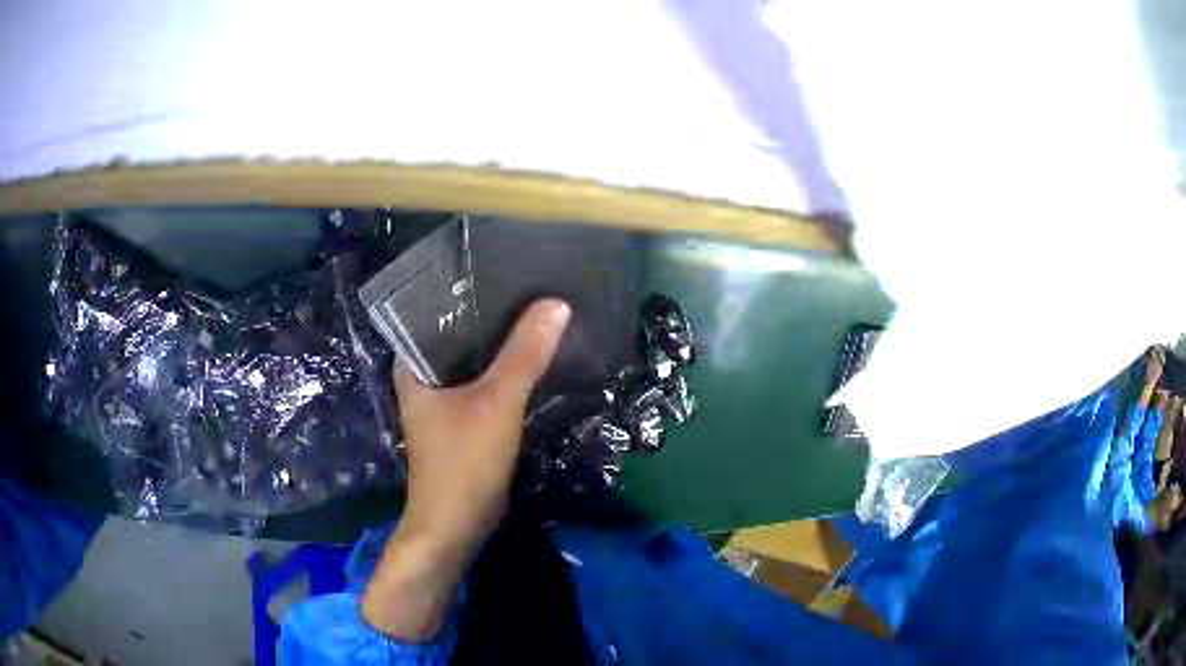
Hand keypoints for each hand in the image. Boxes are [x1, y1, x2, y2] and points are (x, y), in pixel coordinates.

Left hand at [362, 299, 570, 638]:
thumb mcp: (497, 402)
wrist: (457, 525)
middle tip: (530, 286)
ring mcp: (442, 399)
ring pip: (474, 360)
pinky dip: (505, 371)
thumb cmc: (463, 461)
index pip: (435, 310)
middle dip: (492, 314)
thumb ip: (525, 354)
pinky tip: (533, 356)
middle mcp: (422, 376)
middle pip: (459, 334)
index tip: (503, 268)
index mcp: (412, 363)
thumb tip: (557, 304)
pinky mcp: (462, 419)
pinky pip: (484, 383)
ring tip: (537, 313)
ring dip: (500, 344)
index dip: (467, 289)